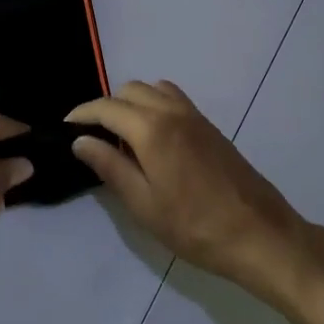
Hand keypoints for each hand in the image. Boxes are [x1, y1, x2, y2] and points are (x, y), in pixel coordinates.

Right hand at [68, 81, 305, 298]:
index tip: (65, 127)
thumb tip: (81, 141)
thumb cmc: (195, 226)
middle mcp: (172, 111)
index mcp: (152, 128)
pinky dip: (154, 105)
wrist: (258, 233)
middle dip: (106, 106)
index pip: (107, 107)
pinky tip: (153, 139)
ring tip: (123, 137)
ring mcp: (194, 115)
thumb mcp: (143, 204)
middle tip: (94, 138)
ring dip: (132, 103)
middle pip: (129, 90)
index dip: (82, 114)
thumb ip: (110, 167)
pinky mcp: (209, 126)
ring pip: (153, 89)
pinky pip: (173, 99)